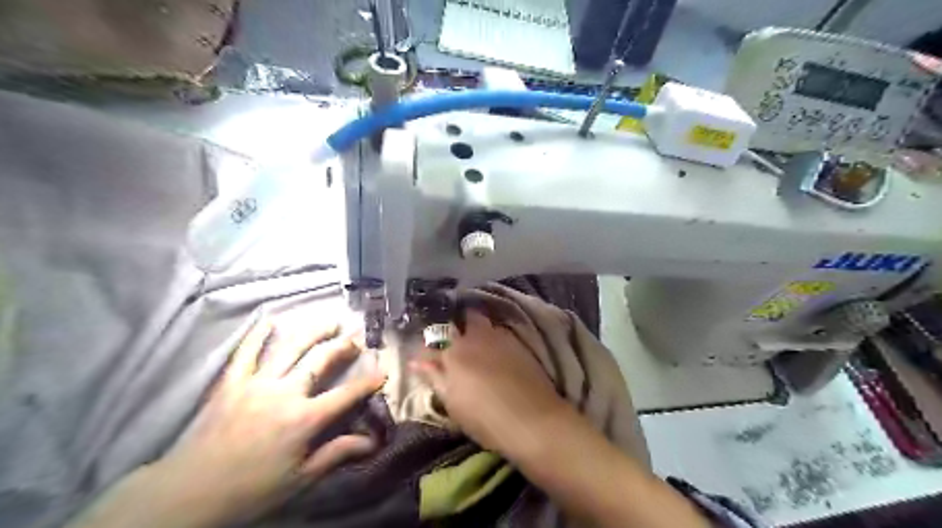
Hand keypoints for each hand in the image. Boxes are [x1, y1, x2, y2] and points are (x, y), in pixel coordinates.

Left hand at [145, 318, 384, 527]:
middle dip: (343, 346)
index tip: (383, 371)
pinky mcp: (231, 383)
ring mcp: (256, 384)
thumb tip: (373, 442)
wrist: (188, 493)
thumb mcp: (300, 478)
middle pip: (320, 360)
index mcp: (304, 419)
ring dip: (313, 331)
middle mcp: (285, 393)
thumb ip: (337, 454)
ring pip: (290, 348)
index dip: (368, 382)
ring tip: (329, 321)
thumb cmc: (250, 489)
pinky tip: (270, 320)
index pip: (346, 394)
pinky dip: (257, 335)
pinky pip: (245, 353)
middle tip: (356, 337)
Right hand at [410, 310, 565, 456]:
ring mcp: (500, 337)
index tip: (427, 357)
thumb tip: (417, 361)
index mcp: (454, 352)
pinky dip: (494, 338)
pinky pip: (500, 332)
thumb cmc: (485, 418)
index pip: (434, 343)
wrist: (533, 419)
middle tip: (457, 342)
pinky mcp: (519, 343)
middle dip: (459, 325)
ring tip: (478, 346)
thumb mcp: (453, 403)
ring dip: (478, 329)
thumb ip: (435, 378)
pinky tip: (496, 353)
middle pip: (465, 318)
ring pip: (485, 323)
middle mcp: (476, 337)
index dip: (429, 349)